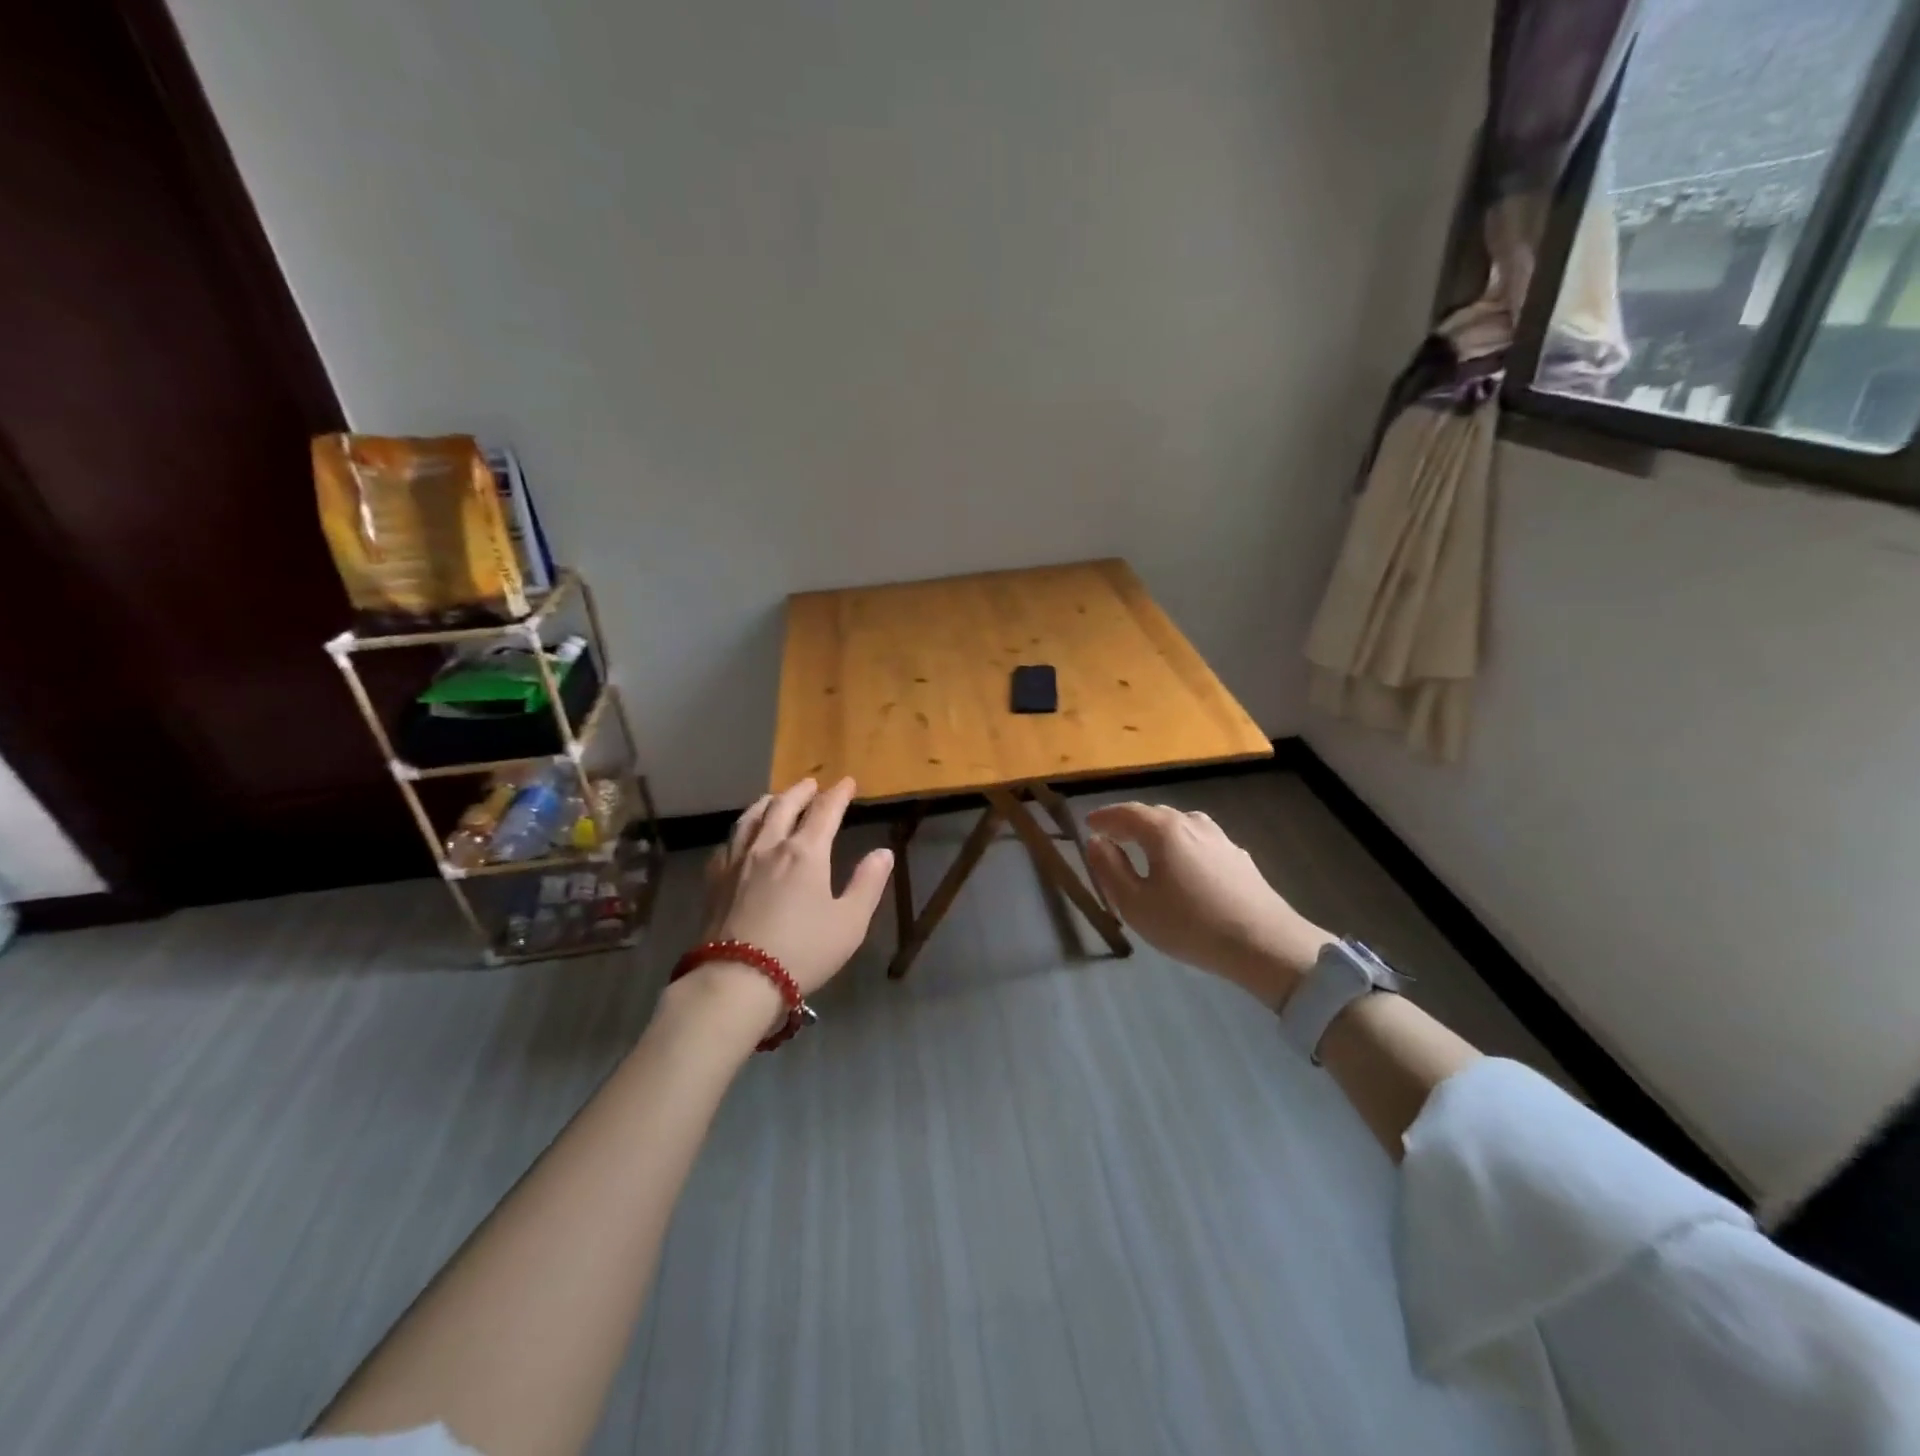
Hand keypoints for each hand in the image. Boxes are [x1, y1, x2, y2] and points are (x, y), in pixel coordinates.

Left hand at [666, 778, 893, 1044]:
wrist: (737, 979)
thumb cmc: (803, 951)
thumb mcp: (849, 922)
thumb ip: (867, 883)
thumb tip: (883, 852)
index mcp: (806, 853)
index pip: (825, 811)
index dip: (837, 794)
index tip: (846, 782)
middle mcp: (770, 847)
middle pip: (783, 806)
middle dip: (800, 792)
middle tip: (810, 784)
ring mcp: (737, 862)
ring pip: (750, 819)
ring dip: (767, 803)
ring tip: (773, 798)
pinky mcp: (714, 881)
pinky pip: (727, 845)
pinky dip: (740, 833)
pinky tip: (740, 839)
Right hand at [1084, 802, 1333, 1007]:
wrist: (1264, 943)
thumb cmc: (1190, 924)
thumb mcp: (1135, 904)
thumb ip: (1110, 869)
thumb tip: (1096, 842)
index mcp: (1163, 830)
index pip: (1126, 813)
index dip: (1104, 817)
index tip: (1088, 823)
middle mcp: (1192, 824)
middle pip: (1154, 815)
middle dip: (1129, 823)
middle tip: (1112, 837)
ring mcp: (1220, 838)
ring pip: (1179, 826)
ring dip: (1157, 833)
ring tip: (1146, 850)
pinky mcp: (1239, 856)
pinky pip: (1199, 842)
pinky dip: (1181, 846)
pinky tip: (1183, 866)